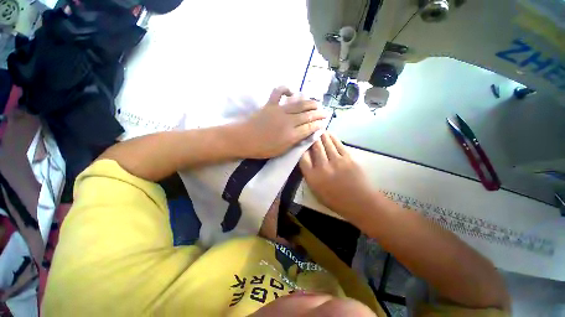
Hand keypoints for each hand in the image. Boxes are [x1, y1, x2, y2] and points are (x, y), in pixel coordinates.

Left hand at [238, 87, 326, 158]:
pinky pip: (279, 92)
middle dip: (318, 114)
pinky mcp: (270, 104)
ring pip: (299, 104)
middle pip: (307, 115)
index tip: (324, 123)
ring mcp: (279, 110)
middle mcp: (288, 121)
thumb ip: (295, 142)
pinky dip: (286, 89)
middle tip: (325, 112)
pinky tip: (292, 92)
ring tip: (317, 103)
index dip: (318, 124)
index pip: (310, 127)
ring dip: (310, 103)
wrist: (243, 140)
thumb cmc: (262, 149)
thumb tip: (307, 135)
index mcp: (291, 135)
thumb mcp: (282, 151)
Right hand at [299, 133, 375, 216]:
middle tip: (311, 131)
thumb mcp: (317, 192)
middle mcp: (323, 167)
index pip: (303, 158)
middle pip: (315, 147)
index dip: (302, 149)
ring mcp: (337, 161)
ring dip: (322, 135)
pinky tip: (330, 134)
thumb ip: (310, 176)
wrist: (360, 202)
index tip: (302, 143)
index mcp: (313, 177)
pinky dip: (333, 138)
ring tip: (319, 129)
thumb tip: (308, 161)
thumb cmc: (336, 200)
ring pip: (326, 143)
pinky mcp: (348, 158)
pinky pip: (338, 145)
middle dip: (312, 138)